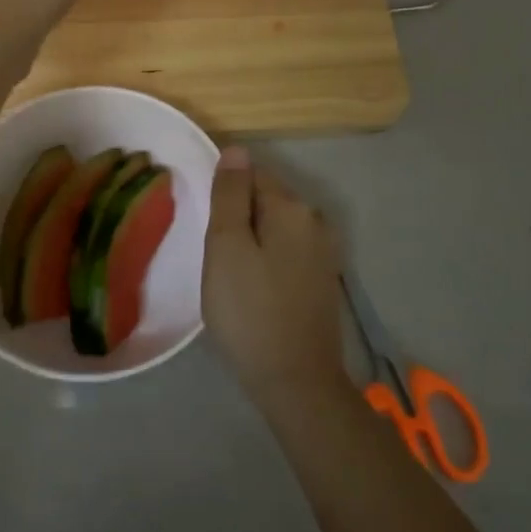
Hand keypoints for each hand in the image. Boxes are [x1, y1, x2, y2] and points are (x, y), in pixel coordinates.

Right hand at [202, 147, 350, 405]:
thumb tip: (236, 149)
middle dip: (238, 218)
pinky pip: (286, 252)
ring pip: (274, 228)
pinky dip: (267, 261)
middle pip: (265, 200)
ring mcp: (323, 252)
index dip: (223, 196)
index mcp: (292, 207)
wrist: (296, 382)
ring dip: (251, 241)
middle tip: (214, 257)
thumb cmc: (250, 311)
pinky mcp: (322, 280)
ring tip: (230, 276)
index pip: (251, 175)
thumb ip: (229, 195)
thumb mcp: (226, 247)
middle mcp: (315, 221)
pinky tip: (254, 289)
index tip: (207, 229)